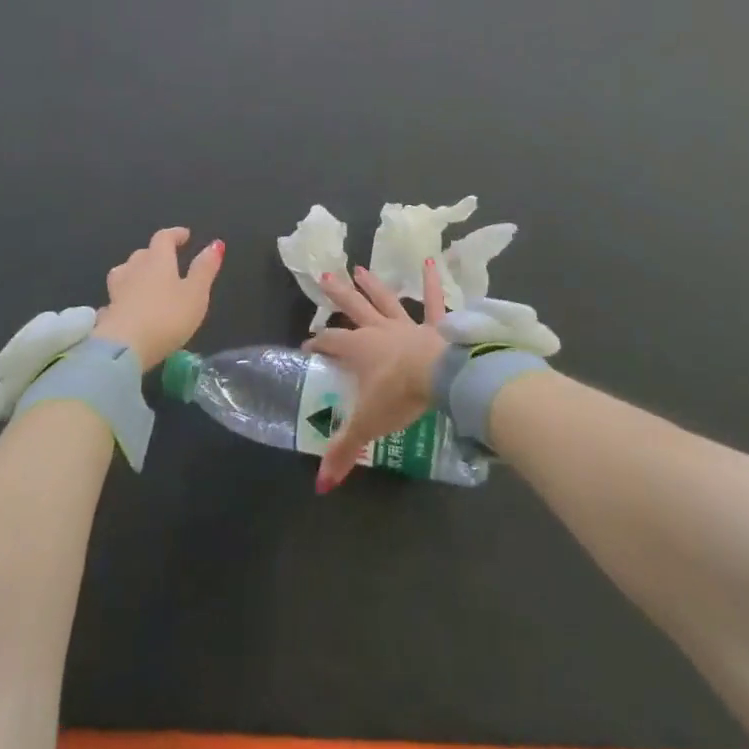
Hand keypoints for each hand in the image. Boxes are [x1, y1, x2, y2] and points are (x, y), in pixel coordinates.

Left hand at [93, 227, 222, 370]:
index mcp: (157, 260)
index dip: (175, 234)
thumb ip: (204, 269)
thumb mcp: (196, 294)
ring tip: (145, 281)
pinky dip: (124, 298)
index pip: (163, 238)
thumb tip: (215, 244)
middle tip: (168, 261)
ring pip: (124, 273)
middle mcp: (134, 270)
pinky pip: (116, 298)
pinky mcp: (107, 314)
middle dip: (155, 254)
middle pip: (142, 254)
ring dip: (135, 272)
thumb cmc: (166, 317)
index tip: (185, 235)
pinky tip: (128, 308)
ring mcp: (116, 291)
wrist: (123, 350)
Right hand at [303, 258, 448, 491]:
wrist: (441, 375)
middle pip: (354, 308)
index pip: (331, 343)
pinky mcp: (436, 326)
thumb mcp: (367, 424)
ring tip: (360, 268)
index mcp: (360, 349)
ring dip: (373, 285)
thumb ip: (343, 451)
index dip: (317, 344)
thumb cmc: (399, 394)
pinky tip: (429, 263)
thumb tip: (321, 484)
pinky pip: (435, 302)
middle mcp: (380, 331)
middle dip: (338, 295)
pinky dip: (432, 284)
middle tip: (325, 276)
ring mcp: (408, 325)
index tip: (306, 346)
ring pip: (386, 300)